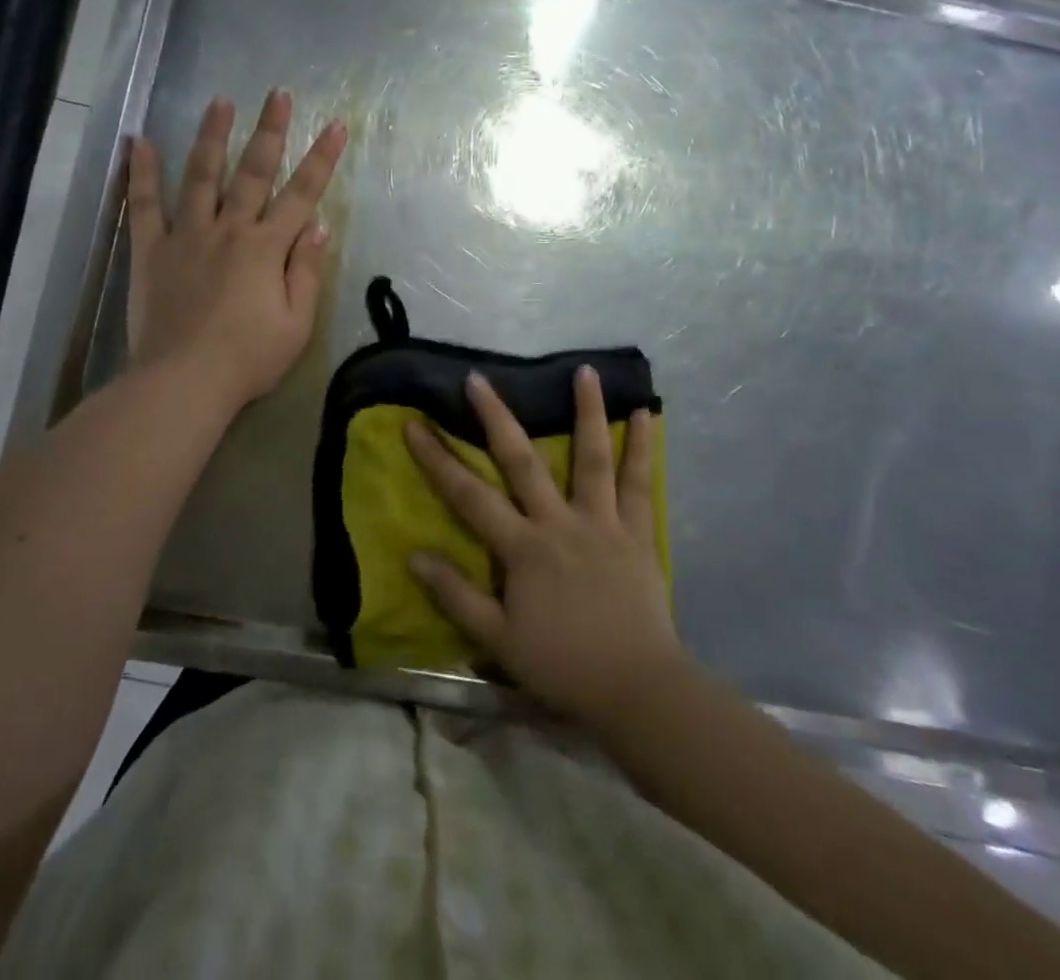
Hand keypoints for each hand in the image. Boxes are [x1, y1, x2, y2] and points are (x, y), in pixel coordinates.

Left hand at [127, 90, 347, 412]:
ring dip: (211, 136)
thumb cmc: (249, 358)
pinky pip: (144, 205)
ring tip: (219, 102)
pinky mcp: (150, 251)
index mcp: (267, 248)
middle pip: (253, 172)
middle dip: (269, 131)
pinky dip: (142, 173)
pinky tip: (139, 142)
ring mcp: (186, 236)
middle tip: (277, 94)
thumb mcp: (296, 323)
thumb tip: (317, 226)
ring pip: (201, 176)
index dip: (321, 159)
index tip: (335, 125)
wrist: (183, 382)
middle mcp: (228, 230)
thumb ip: (306, 271)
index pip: (301, 194)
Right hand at [404, 368, 682, 728]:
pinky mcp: (635, 531)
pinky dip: (643, 448)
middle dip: (496, 417)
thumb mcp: (498, 640)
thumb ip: (456, 595)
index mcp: (522, 548)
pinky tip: (645, 415)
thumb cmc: (562, 665)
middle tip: (478, 379)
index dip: (437, 459)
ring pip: (591, 458)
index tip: (415, 425)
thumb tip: (414, 555)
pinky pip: (639, 484)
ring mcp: (601, 522)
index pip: (469, 496)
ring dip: (587, 412)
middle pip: (521, 461)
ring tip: (586, 370)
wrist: (637, 689)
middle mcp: (558, 523)